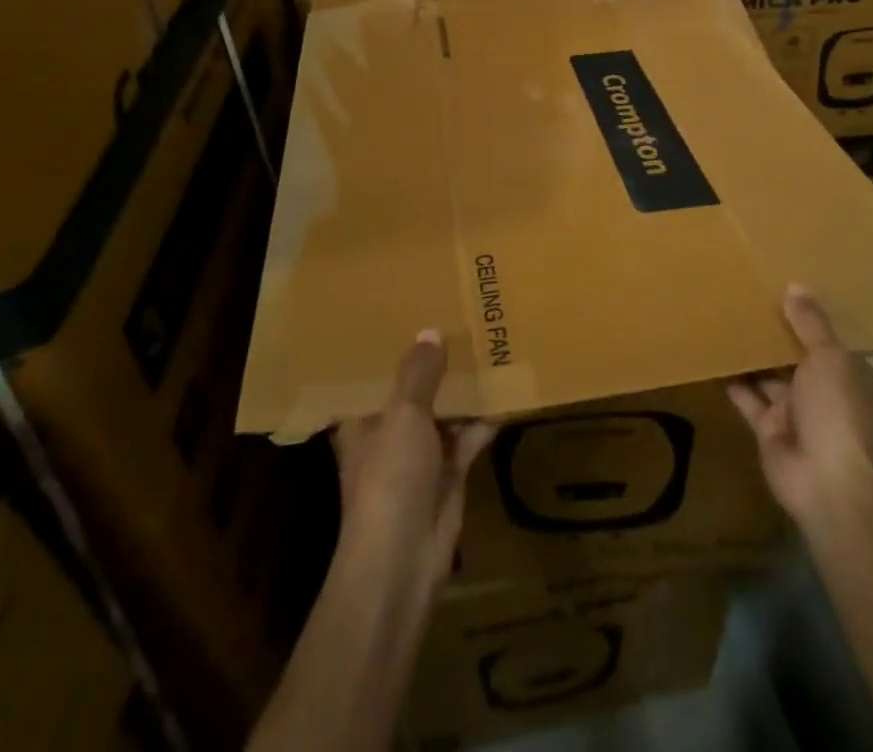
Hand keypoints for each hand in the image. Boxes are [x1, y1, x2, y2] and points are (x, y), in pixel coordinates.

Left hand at [333, 331, 495, 592]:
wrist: (403, 561)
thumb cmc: (390, 479)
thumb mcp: (403, 417)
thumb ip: (419, 375)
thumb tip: (430, 331)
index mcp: (364, 419)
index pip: (374, 375)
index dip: (392, 347)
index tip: (411, 312)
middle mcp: (389, 433)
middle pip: (414, 391)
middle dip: (435, 363)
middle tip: (461, 318)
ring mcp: (420, 455)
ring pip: (445, 412)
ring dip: (464, 389)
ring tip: (489, 344)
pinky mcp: (449, 474)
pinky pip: (469, 437)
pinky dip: (485, 419)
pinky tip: (508, 390)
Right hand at [727, 286, 872, 543]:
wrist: (825, 482)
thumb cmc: (836, 411)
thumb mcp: (829, 358)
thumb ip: (810, 323)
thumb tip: (795, 286)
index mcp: (846, 372)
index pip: (826, 338)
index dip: (806, 314)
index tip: (780, 285)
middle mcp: (822, 389)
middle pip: (794, 354)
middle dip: (773, 331)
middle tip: (743, 295)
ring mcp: (794, 410)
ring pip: (768, 374)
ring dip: (750, 353)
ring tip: (723, 317)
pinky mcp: (768, 427)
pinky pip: (746, 396)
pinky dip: (731, 379)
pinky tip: (711, 354)